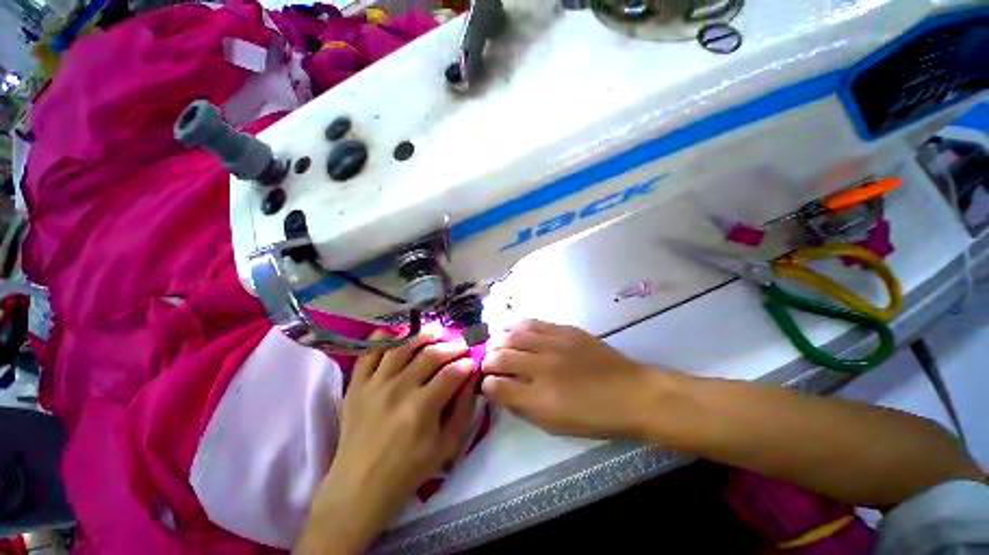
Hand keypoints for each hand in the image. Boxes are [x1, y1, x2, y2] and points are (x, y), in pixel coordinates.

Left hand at [297, 326, 476, 554]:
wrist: (359, 487)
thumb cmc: (408, 470)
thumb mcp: (446, 445)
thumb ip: (463, 409)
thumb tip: (473, 378)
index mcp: (422, 408)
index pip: (452, 372)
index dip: (467, 363)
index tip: (473, 360)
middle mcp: (398, 389)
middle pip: (431, 354)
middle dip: (452, 346)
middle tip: (460, 346)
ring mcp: (374, 384)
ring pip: (402, 346)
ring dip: (423, 334)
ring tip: (436, 331)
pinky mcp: (356, 384)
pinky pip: (369, 351)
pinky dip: (384, 337)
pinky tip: (398, 334)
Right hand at [481, 320, 653, 437]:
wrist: (631, 393)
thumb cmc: (594, 416)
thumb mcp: (555, 425)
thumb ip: (523, 407)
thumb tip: (501, 391)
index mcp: (540, 399)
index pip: (498, 386)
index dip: (486, 384)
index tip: (485, 383)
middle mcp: (543, 368)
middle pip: (502, 357)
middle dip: (488, 359)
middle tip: (485, 361)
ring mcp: (554, 345)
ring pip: (514, 335)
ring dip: (498, 338)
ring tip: (493, 341)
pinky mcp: (565, 330)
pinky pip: (534, 323)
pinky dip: (517, 325)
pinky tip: (510, 327)